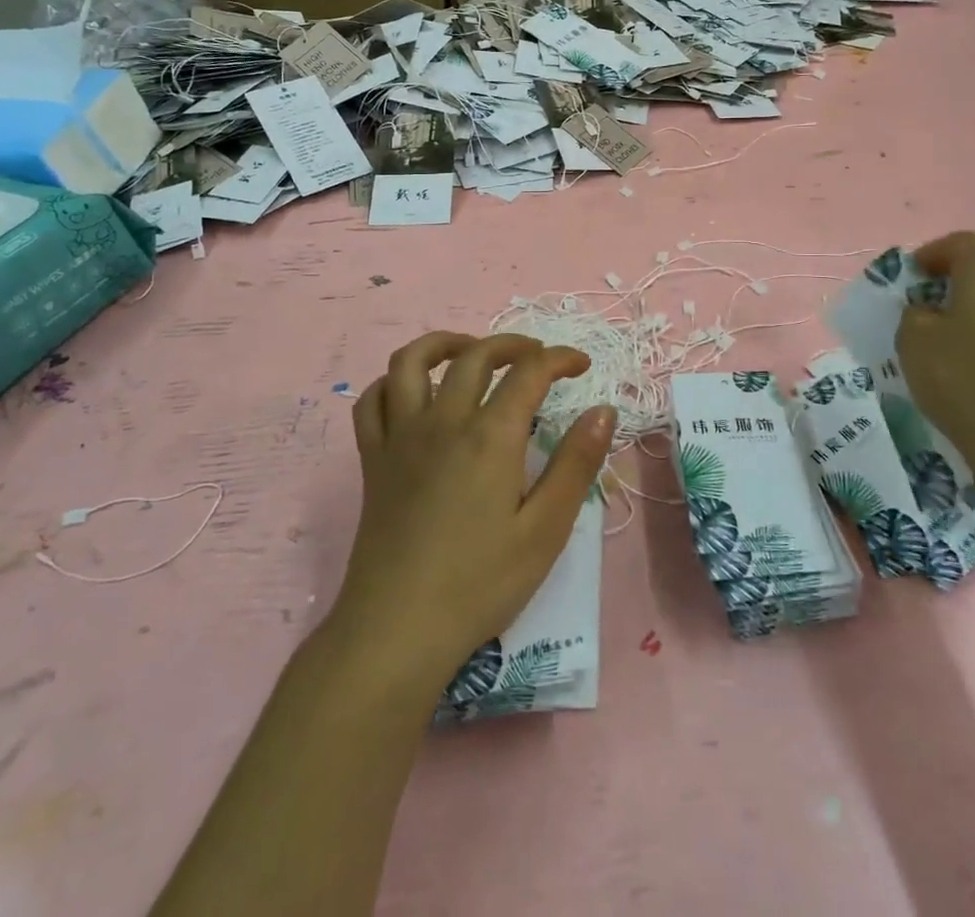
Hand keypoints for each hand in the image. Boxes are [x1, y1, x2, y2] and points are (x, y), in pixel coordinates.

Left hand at [329, 332, 615, 688]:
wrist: (397, 629)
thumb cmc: (480, 584)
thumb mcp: (545, 530)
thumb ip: (576, 464)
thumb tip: (603, 410)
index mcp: (489, 436)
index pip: (530, 372)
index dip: (560, 358)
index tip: (581, 365)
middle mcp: (443, 421)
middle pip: (476, 355)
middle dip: (513, 344)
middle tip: (537, 357)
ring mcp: (400, 437)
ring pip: (412, 361)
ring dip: (445, 343)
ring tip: (470, 352)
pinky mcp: (372, 459)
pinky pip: (372, 401)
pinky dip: (392, 382)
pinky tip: (412, 393)